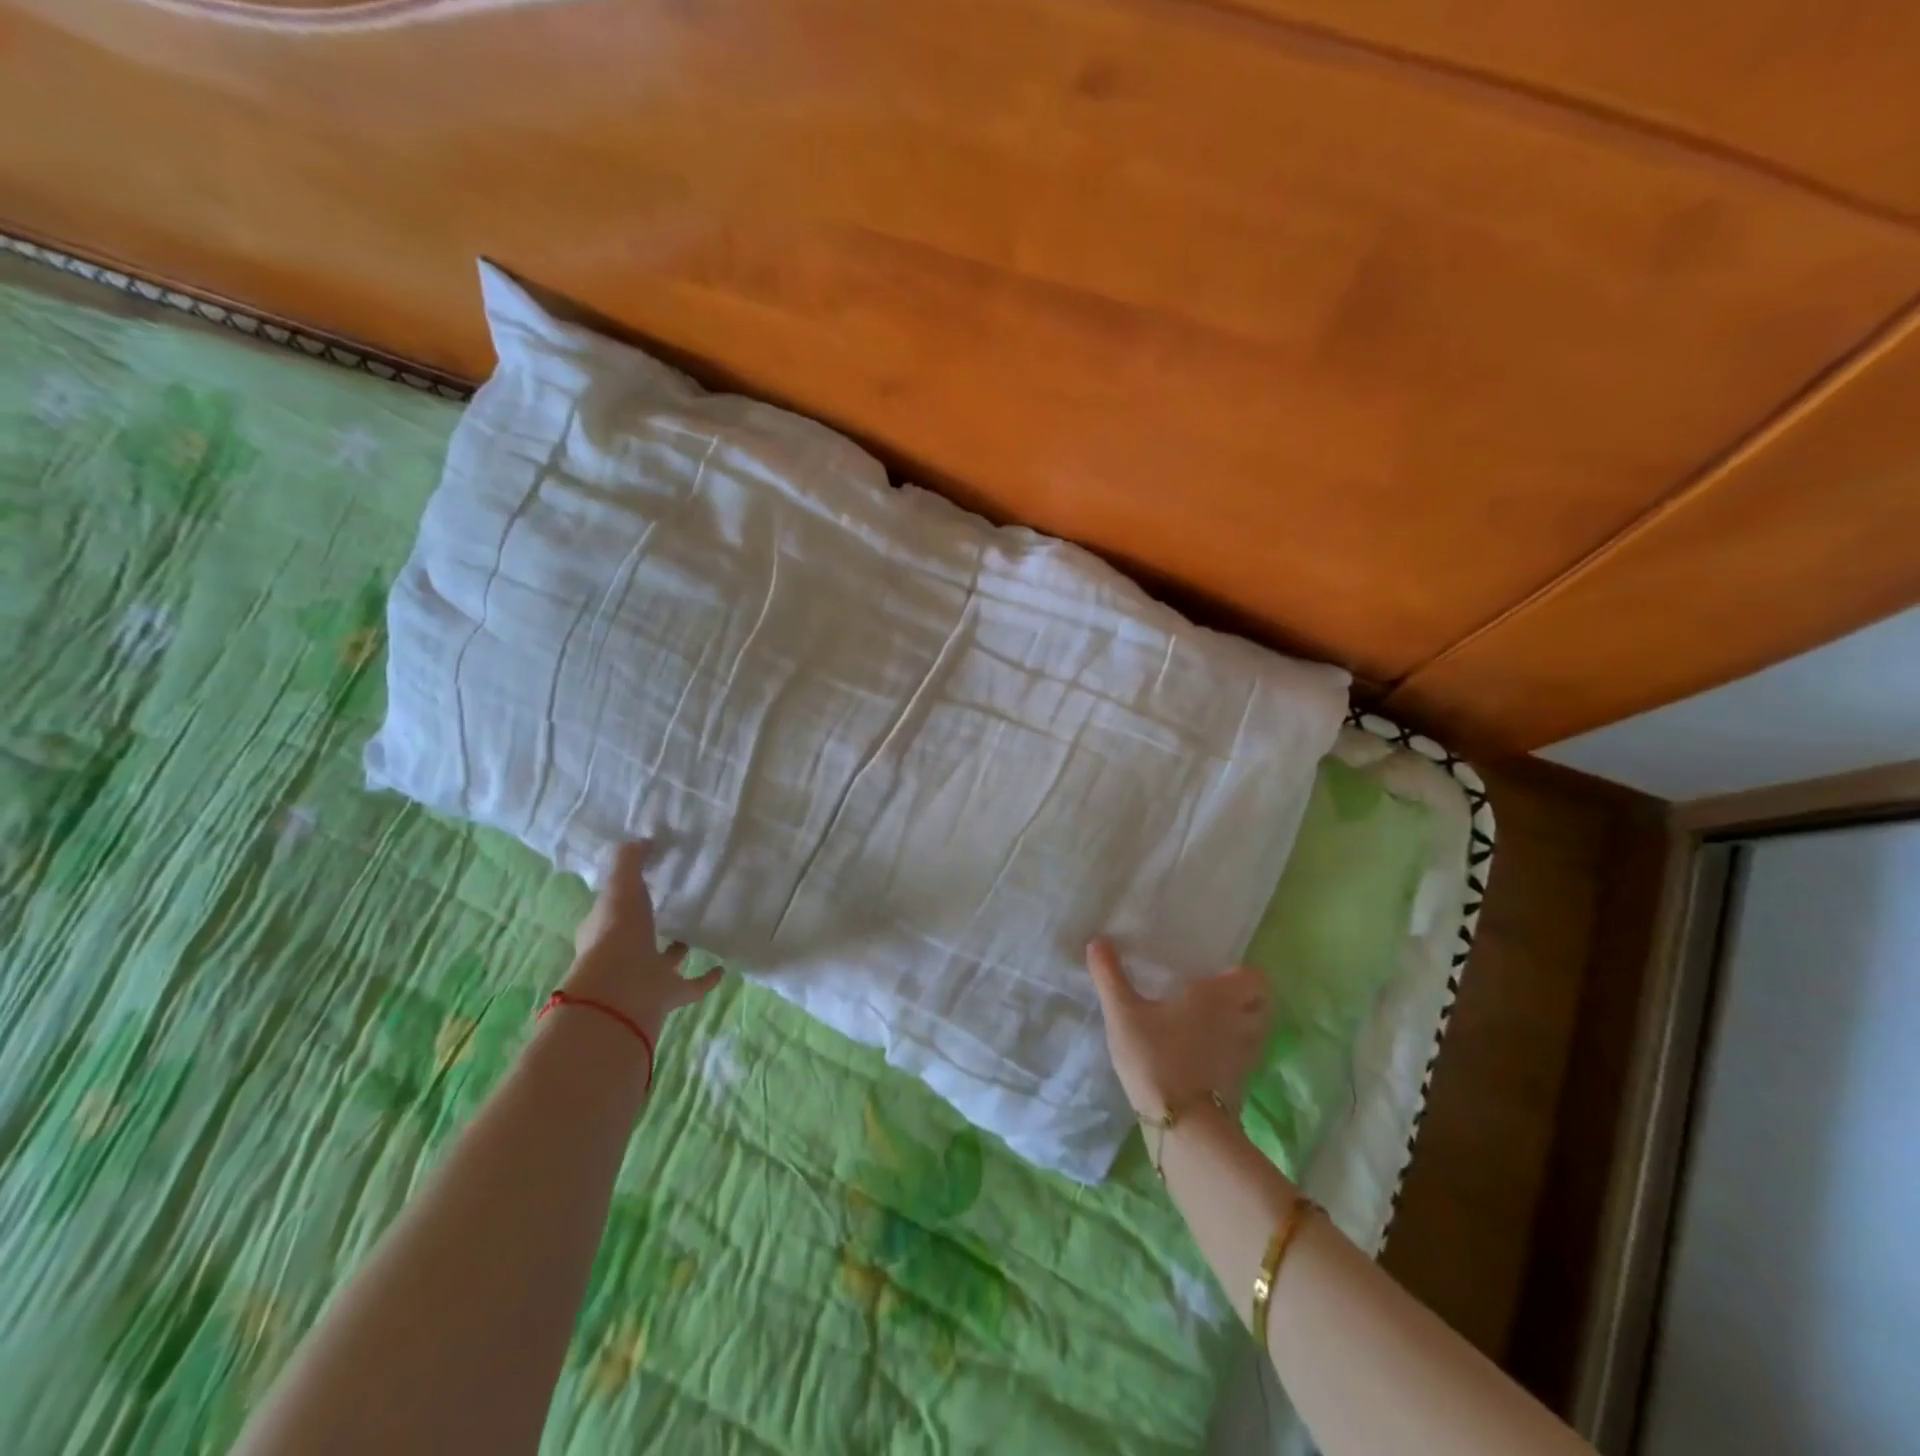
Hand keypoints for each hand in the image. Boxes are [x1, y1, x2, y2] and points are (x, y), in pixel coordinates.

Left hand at [563, 840, 722, 1036]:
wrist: (622, 992)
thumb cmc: (616, 934)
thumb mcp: (620, 887)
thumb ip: (629, 861)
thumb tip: (644, 839)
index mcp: (603, 931)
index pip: (612, 911)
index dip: (624, 897)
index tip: (645, 882)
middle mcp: (621, 956)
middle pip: (637, 937)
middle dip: (650, 925)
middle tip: (673, 906)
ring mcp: (644, 978)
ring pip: (663, 962)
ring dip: (677, 951)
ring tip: (697, 932)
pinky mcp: (667, 997)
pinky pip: (691, 986)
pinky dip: (706, 979)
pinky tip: (722, 968)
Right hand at [1086, 937, 1271, 1121]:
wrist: (1182, 1125)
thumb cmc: (1156, 1056)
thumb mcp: (1123, 1013)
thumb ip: (1109, 976)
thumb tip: (1097, 940)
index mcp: (1218, 996)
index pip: (1254, 976)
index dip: (1240, 973)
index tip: (1216, 972)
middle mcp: (1239, 1020)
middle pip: (1261, 1003)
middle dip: (1245, 997)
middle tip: (1215, 995)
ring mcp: (1245, 1055)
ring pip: (1255, 1031)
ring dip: (1241, 1025)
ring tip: (1212, 1024)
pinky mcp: (1241, 1083)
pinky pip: (1244, 1057)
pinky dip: (1233, 1052)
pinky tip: (1206, 1054)